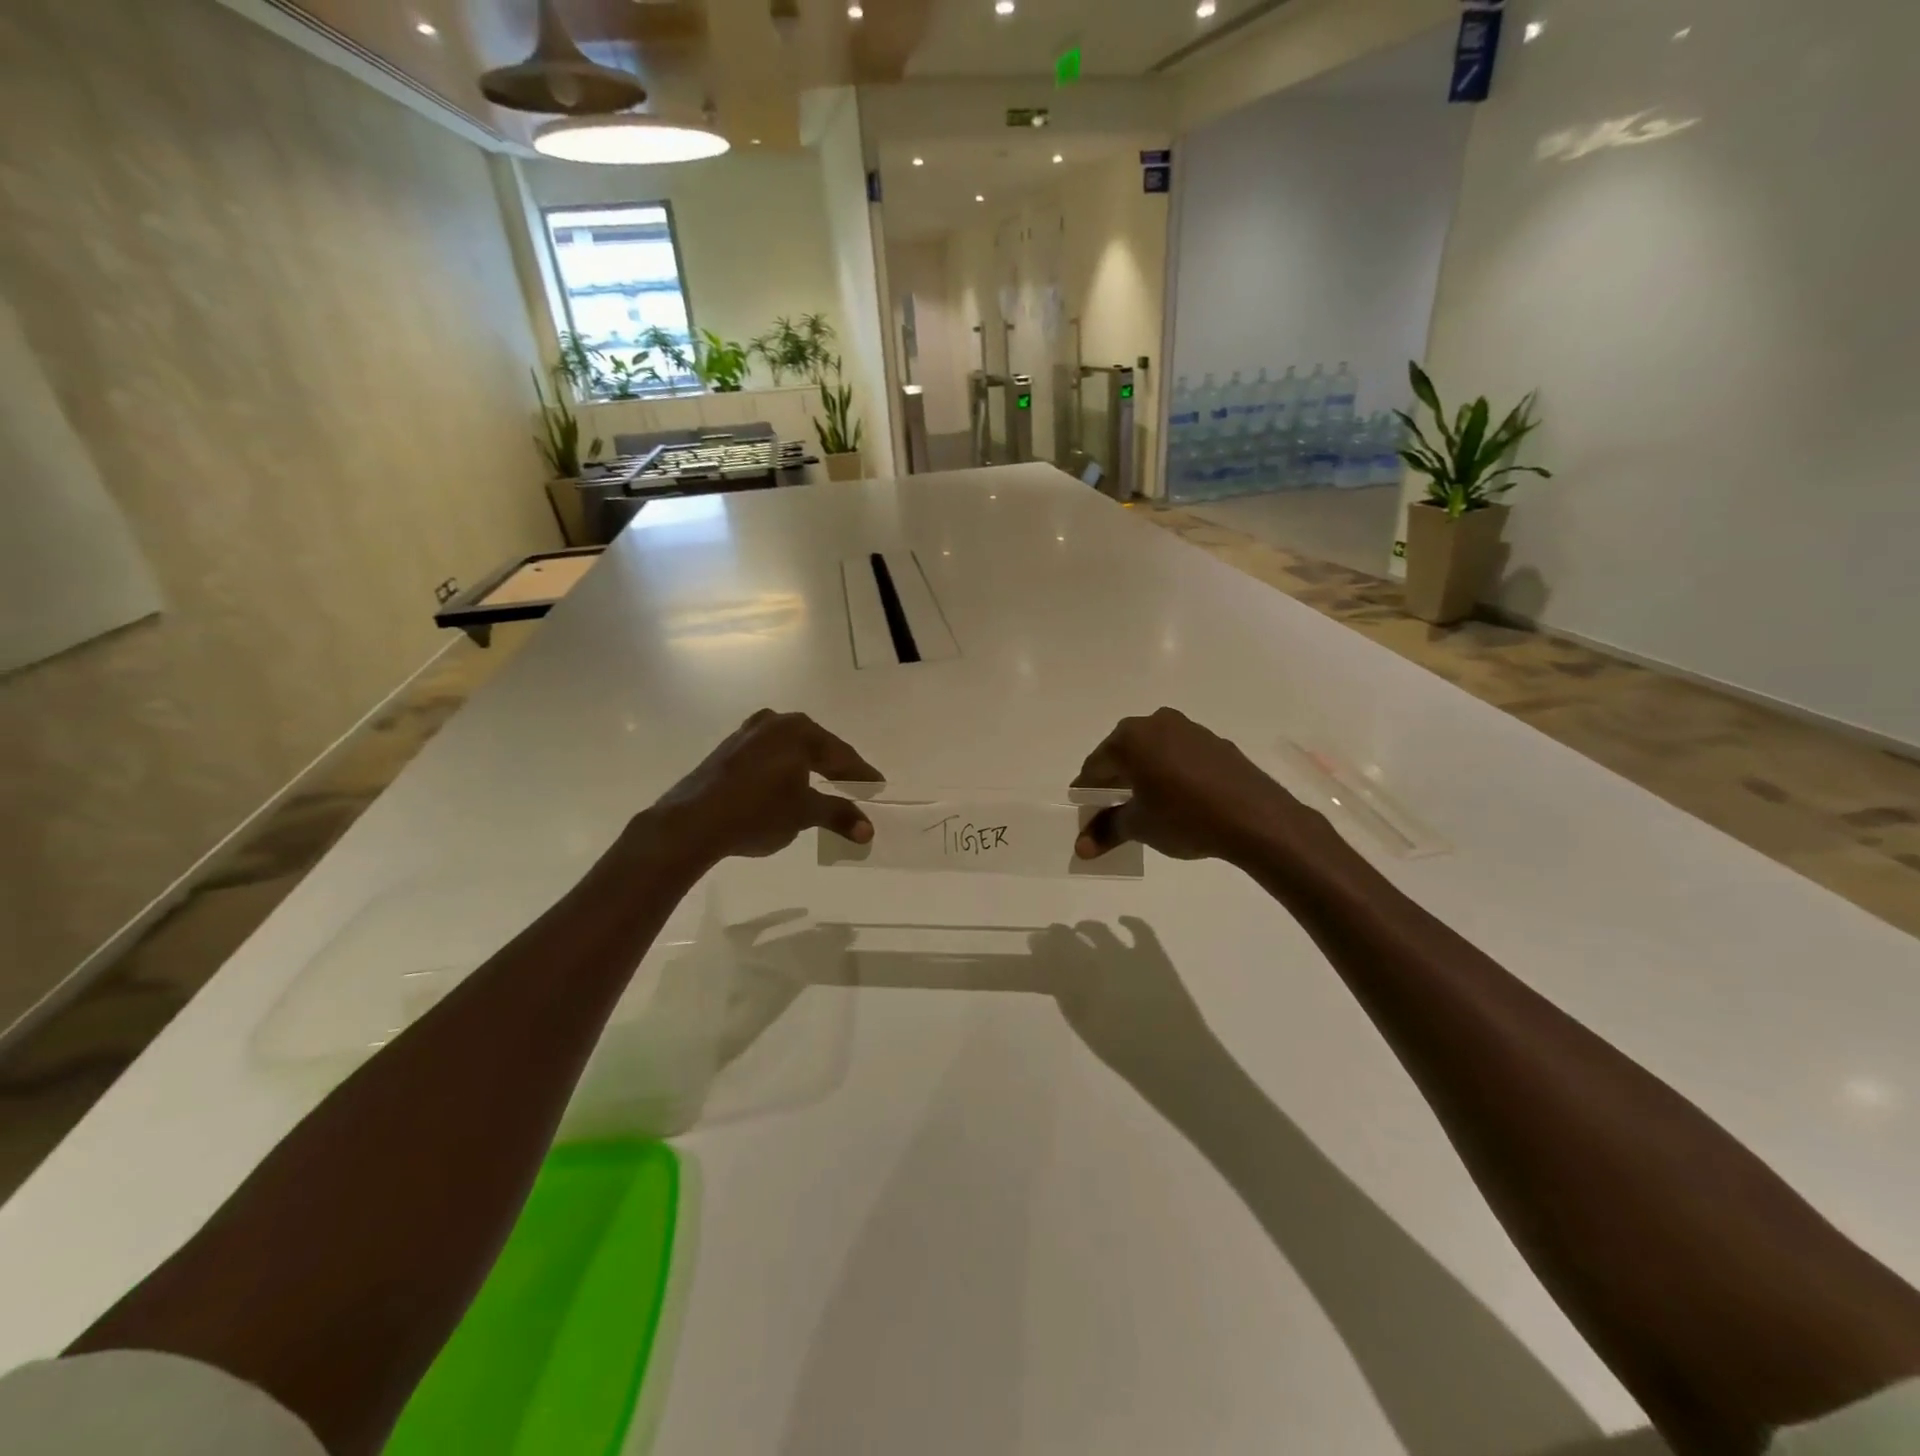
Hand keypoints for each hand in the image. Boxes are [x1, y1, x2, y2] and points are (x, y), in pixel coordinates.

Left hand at [650, 710, 881, 863]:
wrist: (692, 822)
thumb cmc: (757, 812)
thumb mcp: (803, 814)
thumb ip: (838, 815)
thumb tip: (868, 830)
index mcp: (799, 732)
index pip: (841, 755)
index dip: (860, 774)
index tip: (877, 785)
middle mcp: (775, 723)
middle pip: (816, 746)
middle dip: (835, 766)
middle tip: (855, 783)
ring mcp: (748, 733)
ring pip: (790, 748)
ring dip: (808, 765)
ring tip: (823, 782)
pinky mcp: (728, 748)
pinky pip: (768, 754)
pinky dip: (784, 768)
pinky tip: (786, 782)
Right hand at [1034, 918, 1216, 1085]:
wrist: (1177, 1060)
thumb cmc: (1126, 1053)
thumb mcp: (1087, 1028)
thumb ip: (1068, 1000)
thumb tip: (1055, 979)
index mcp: (1080, 983)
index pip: (1052, 955)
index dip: (1041, 946)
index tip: (1033, 942)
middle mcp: (1099, 962)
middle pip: (1072, 940)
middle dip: (1058, 935)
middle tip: (1051, 936)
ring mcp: (1128, 955)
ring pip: (1099, 931)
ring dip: (1086, 928)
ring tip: (1081, 929)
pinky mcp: (1154, 955)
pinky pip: (1139, 929)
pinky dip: (1129, 922)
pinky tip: (1121, 921)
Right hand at [1072, 707, 1312, 864]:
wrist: (1255, 817)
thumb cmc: (1185, 817)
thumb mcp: (1139, 826)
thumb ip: (1106, 831)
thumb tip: (1080, 848)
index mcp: (1130, 738)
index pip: (1095, 766)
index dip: (1086, 792)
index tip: (1085, 813)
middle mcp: (1155, 723)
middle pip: (1122, 754)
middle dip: (1114, 781)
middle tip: (1111, 809)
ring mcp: (1188, 729)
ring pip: (1152, 752)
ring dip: (1143, 774)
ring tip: (1145, 805)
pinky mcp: (1214, 741)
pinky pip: (1179, 755)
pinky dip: (1170, 772)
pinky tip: (1178, 798)